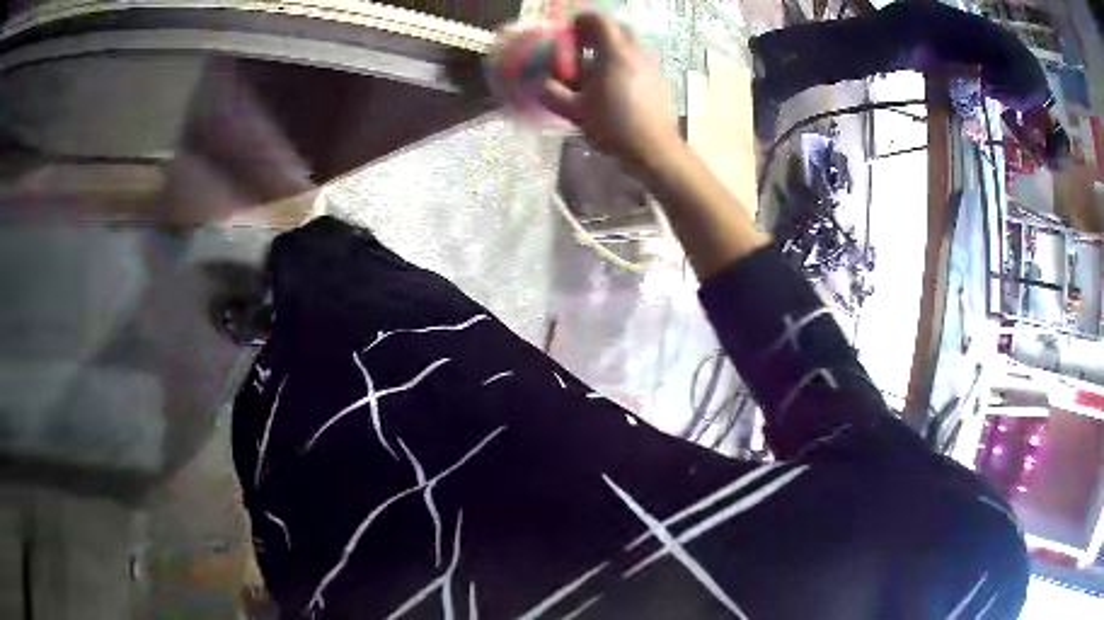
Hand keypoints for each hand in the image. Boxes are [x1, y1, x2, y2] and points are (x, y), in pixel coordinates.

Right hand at [539, 13, 682, 169]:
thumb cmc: (613, 126)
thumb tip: (539, 82)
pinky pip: (638, 60)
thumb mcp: (575, 111)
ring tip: (594, 70)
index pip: (598, 20)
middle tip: (580, 48)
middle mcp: (636, 53)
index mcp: (615, 53)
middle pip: (617, 29)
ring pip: (629, 45)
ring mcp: (651, 66)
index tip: (568, 32)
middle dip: (596, 33)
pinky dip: (623, 62)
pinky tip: (613, 85)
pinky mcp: (658, 80)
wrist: (654, 149)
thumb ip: (552, 93)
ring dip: (610, 49)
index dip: (580, 21)